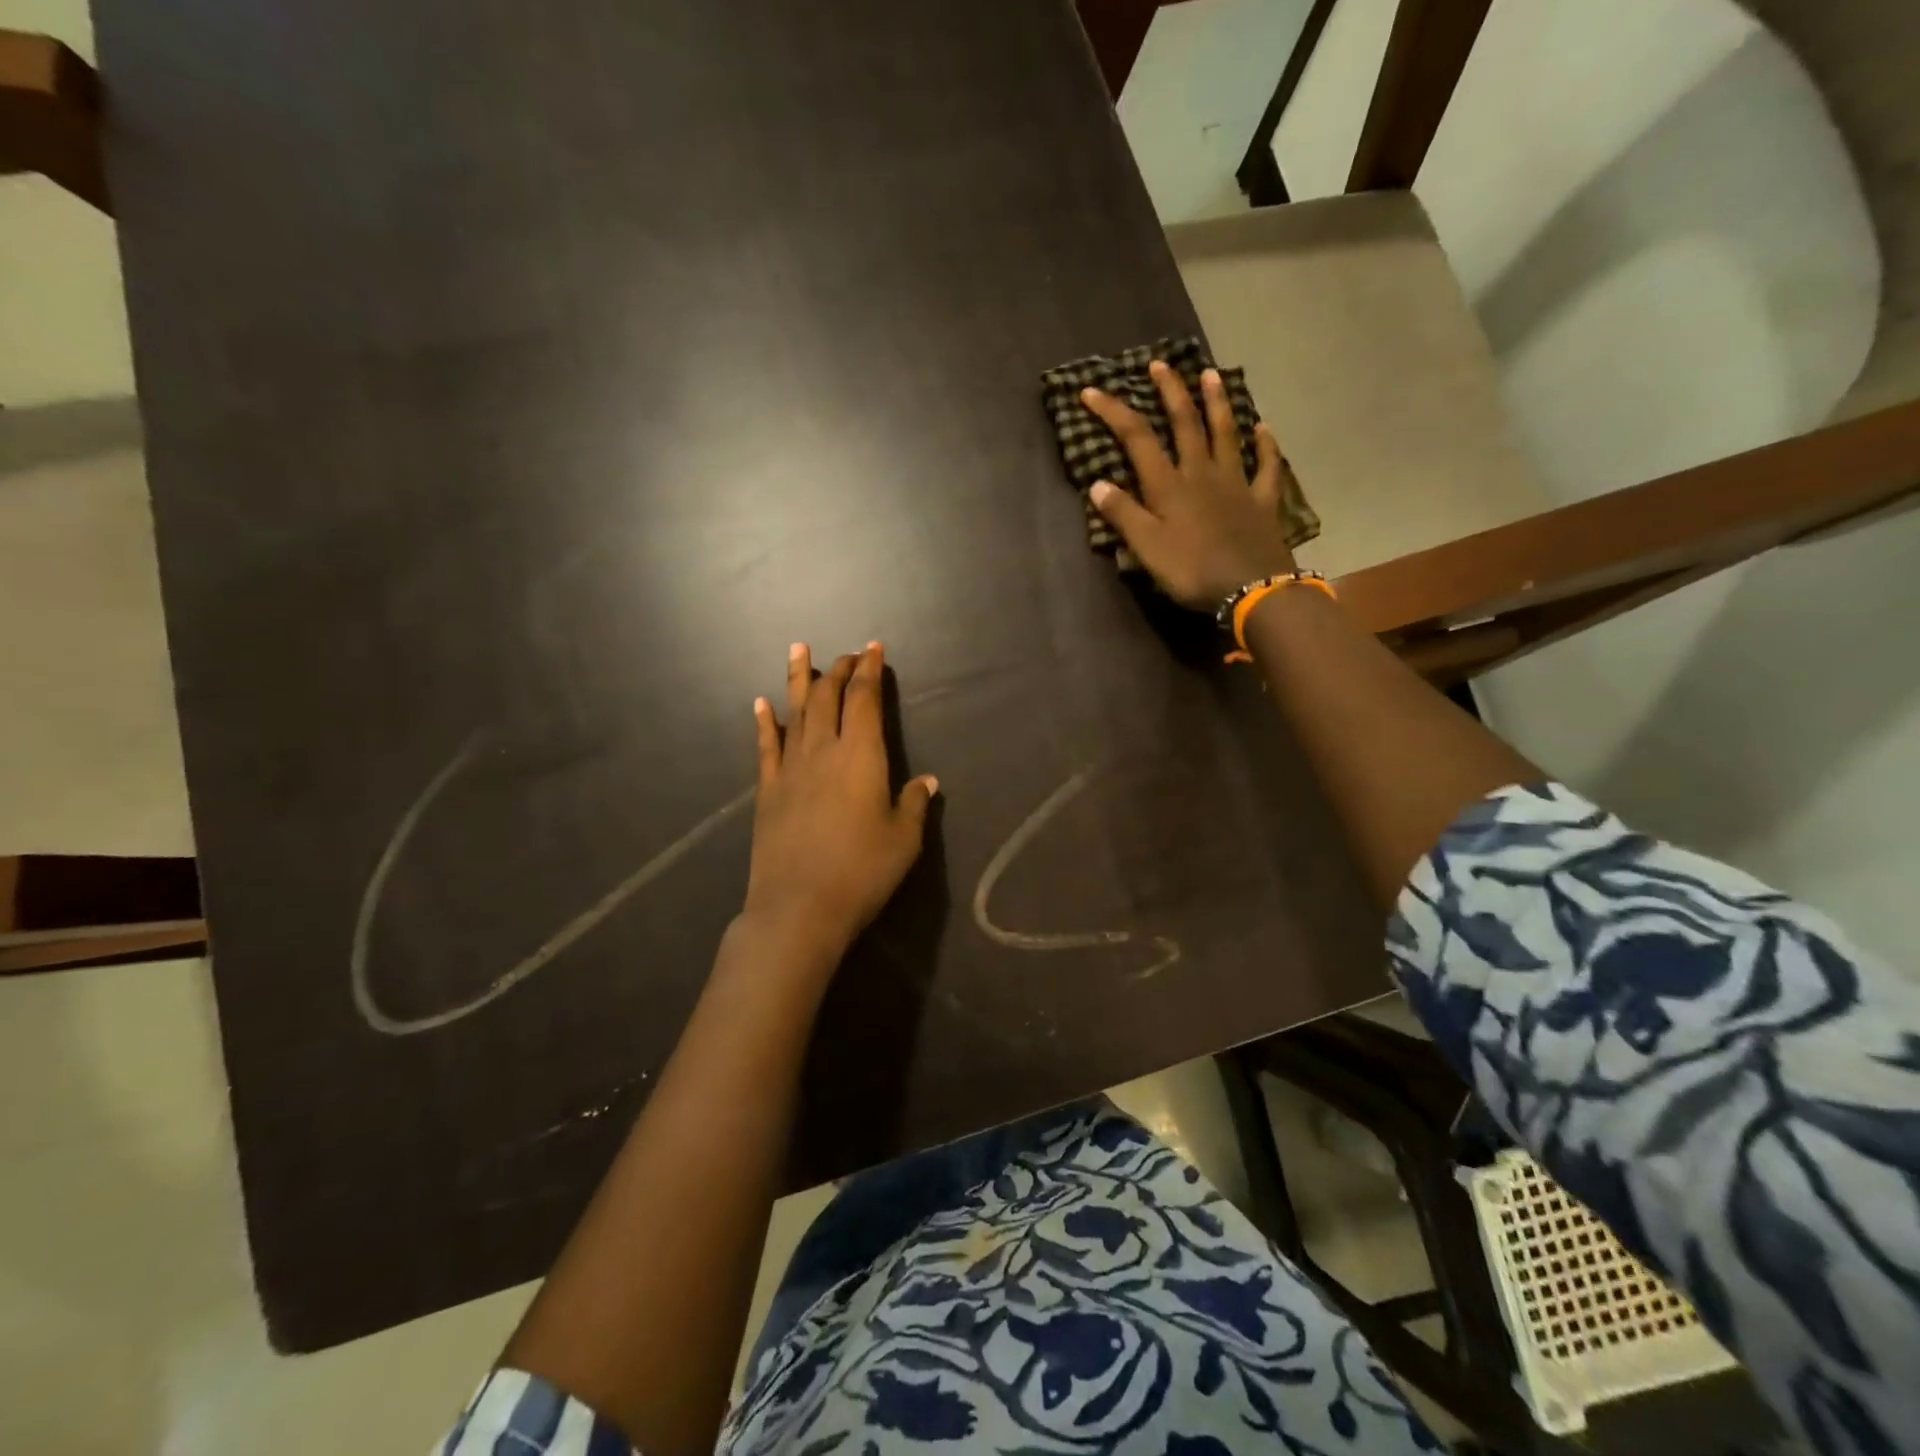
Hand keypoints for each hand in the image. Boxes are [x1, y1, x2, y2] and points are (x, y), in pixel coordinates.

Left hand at [742, 642, 937, 964]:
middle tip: (847, 654)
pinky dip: (764, 722)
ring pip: (794, 711)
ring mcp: (790, 768)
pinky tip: (760, 704)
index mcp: (861, 755)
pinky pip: (765, 746)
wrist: (799, 908)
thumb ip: (914, 804)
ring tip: (798, 649)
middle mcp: (822, 750)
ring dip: (798, 678)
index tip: (874, 649)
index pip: (864, 699)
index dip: (870, 671)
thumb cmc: (862, 872)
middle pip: (828, 697)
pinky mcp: (767, 790)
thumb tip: (927, 781)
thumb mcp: (904, 840)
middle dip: (838, 670)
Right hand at [1082, 361, 1299, 610]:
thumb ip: (1124, 515)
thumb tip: (1098, 484)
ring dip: (1217, 403)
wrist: (1251, 588)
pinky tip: (1264, 428)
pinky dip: (1265, 445)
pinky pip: (1266, 466)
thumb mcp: (1147, 548)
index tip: (1091, 391)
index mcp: (1169, 486)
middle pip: (1185, 424)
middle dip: (1170, 392)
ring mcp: (1236, 484)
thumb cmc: (1192, 571)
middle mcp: (1202, 474)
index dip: (1113, 412)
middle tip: (1161, 364)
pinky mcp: (1262, 501)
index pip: (1137, 439)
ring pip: (1226, 434)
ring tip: (1211, 375)